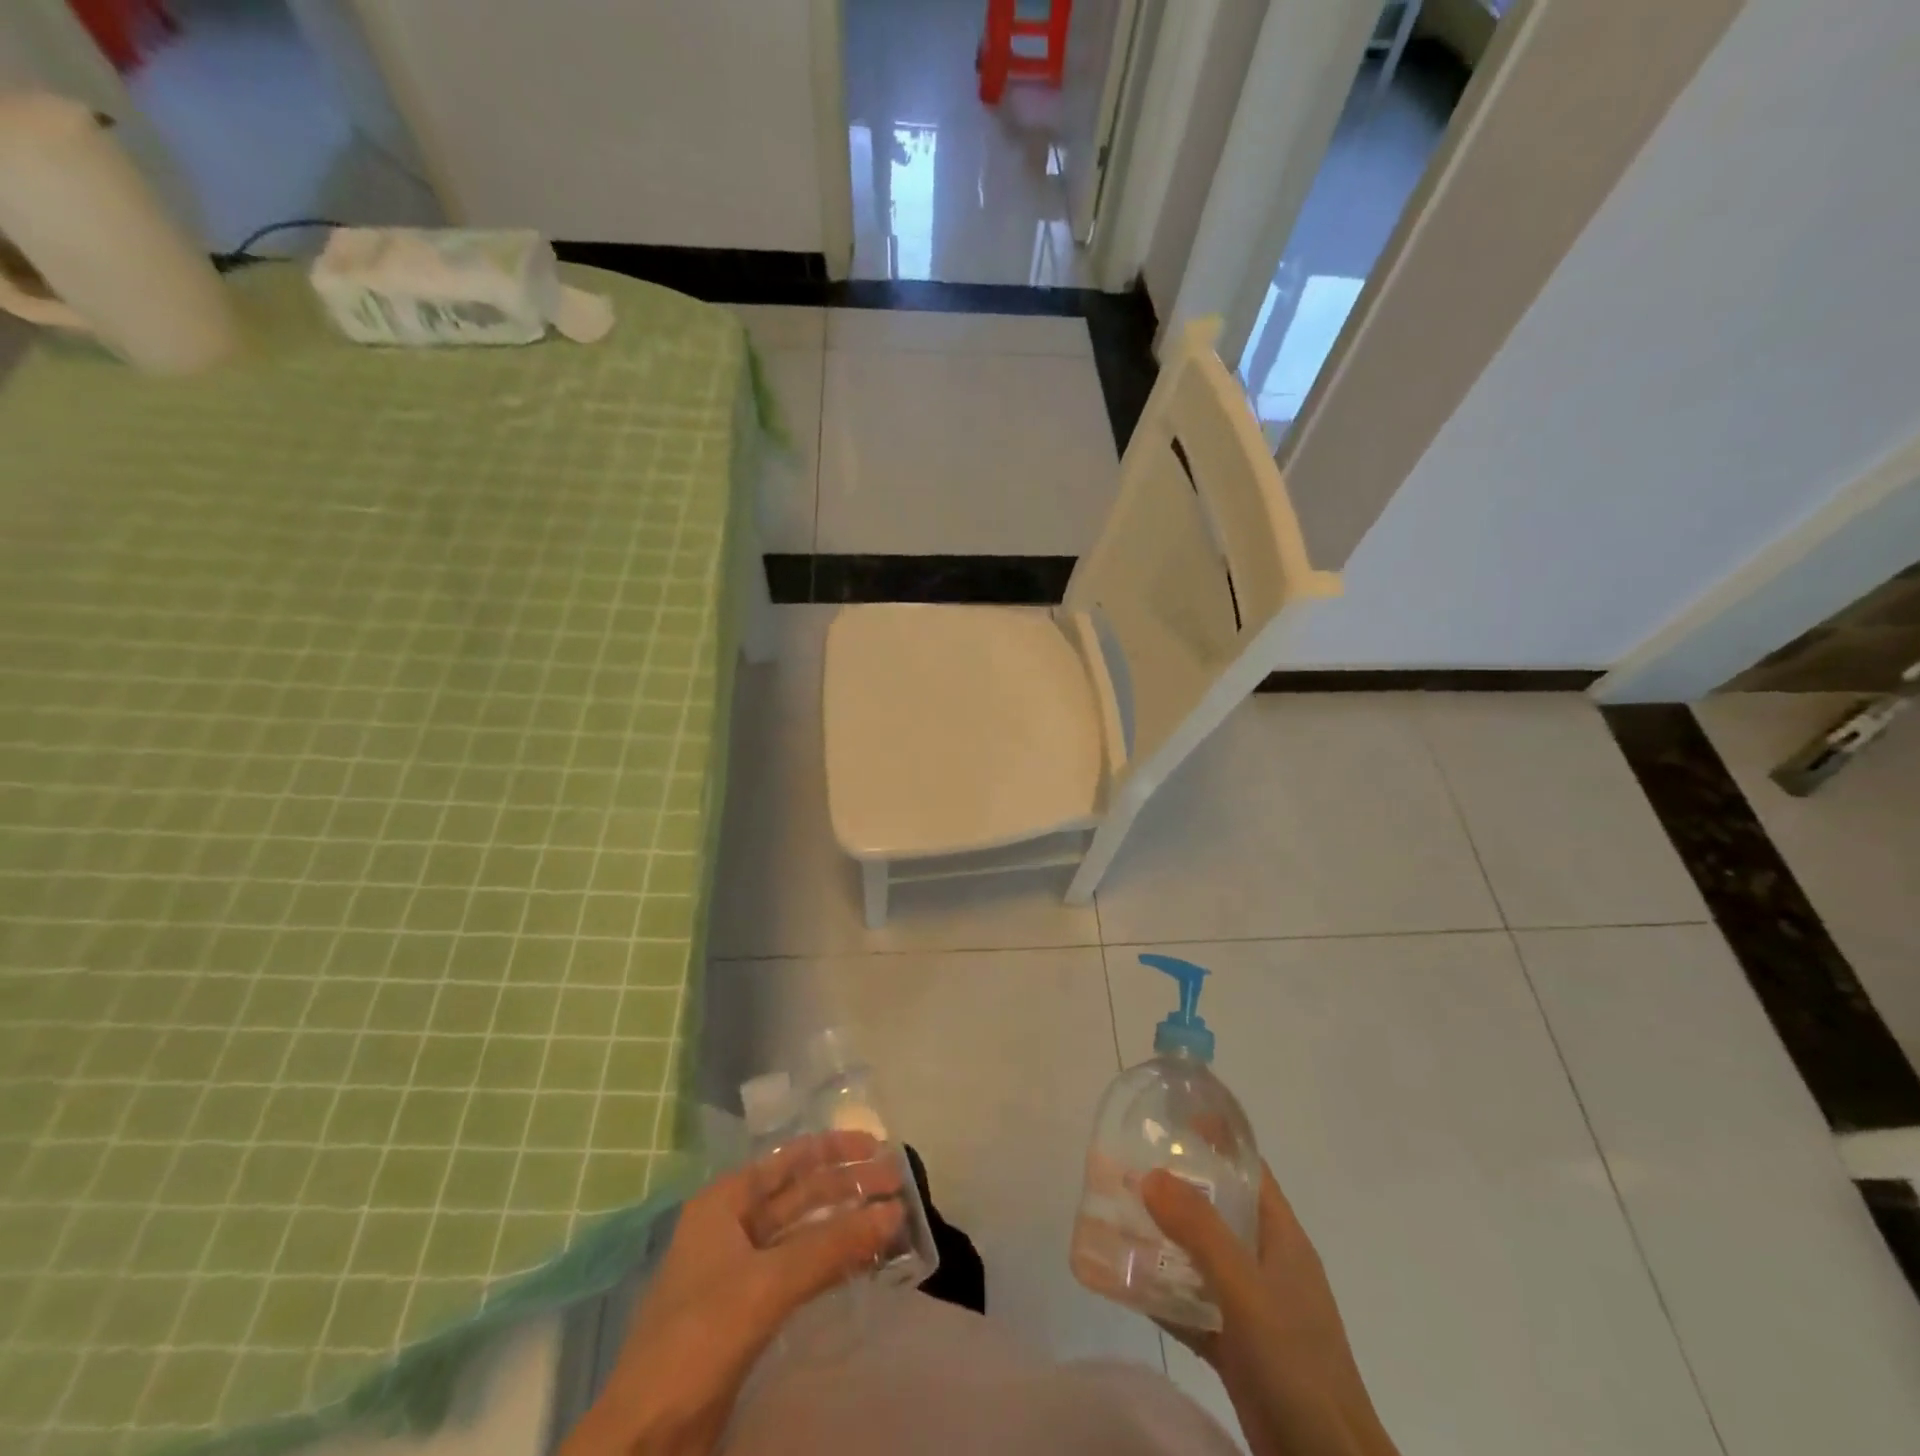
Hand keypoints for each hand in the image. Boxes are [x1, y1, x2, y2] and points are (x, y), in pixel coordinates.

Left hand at [563, 1132, 904, 1455]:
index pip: (787, 1160)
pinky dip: (832, 1263)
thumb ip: (832, 1246)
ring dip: (844, 1225)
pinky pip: (800, 1271)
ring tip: (891, 1218)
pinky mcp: (749, 1312)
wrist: (644, 1440)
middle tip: (897, 1182)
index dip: (833, 1149)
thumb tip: (893, 1212)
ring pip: (803, 1234)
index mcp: (724, 1203)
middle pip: (799, 1194)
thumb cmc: (698, 1340)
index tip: (877, 1146)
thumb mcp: (767, 1284)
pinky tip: (865, 1261)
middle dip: (847, 1186)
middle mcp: (732, 1226)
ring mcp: (740, 1271)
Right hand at [1143, 1164, 1398, 1455]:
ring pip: (1199, 1258)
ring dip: (1161, 1241)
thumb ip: (1200, 1231)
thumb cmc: (1297, 1362)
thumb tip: (1150, 1174)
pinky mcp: (1236, 1346)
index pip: (1247, 1169)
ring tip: (1114, 1218)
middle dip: (1173, 1189)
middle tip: (1124, 1168)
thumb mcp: (1246, 1289)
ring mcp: (1252, 1307)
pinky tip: (1123, 1282)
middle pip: (1217, 1210)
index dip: (1213, 1139)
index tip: (1166, 1120)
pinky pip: (1191, 1305)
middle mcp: (1266, 1263)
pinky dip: (1162, 1293)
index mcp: (1281, 1237)